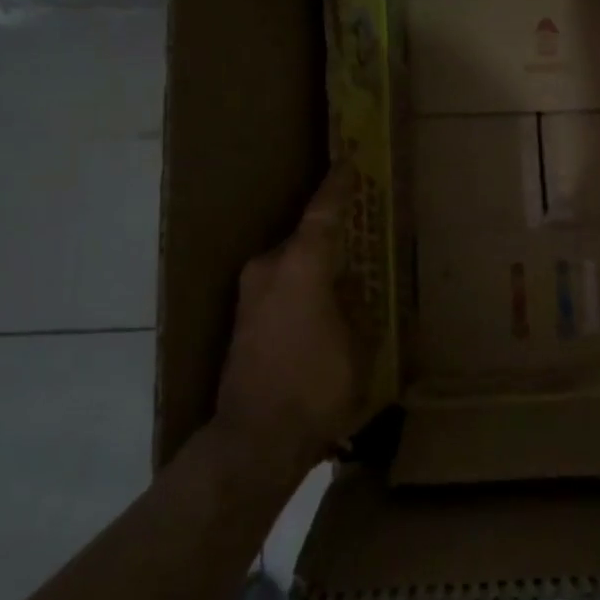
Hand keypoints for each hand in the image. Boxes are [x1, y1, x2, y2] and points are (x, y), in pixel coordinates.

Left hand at [215, 165, 368, 469]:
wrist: (254, 438)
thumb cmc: (316, 387)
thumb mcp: (357, 347)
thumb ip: (356, 309)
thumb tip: (352, 292)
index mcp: (300, 267)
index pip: (322, 214)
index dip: (337, 187)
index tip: (348, 162)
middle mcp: (268, 270)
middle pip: (304, 239)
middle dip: (330, 235)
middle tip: (357, 231)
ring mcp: (249, 294)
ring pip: (290, 264)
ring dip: (314, 265)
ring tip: (342, 275)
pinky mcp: (242, 319)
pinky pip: (279, 286)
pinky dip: (300, 287)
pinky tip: (319, 307)